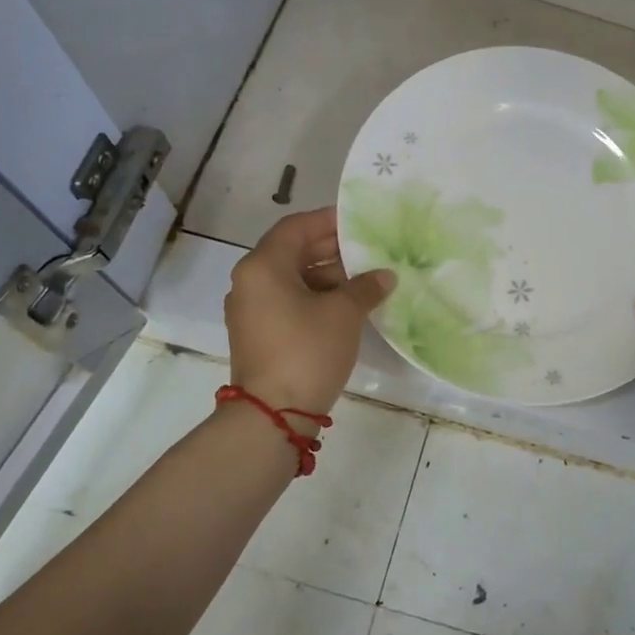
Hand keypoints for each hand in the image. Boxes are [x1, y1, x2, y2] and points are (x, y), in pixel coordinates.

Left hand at [225, 208, 392, 414]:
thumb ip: (365, 286)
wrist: (273, 414)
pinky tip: (347, 305)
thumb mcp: (344, 313)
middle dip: (331, 249)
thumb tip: (384, 276)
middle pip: (292, 252)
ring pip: (292, 279)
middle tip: (367, 249)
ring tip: (365, 279)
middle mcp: (250, 282)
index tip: (358, 221)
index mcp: (263, 266)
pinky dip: (315, 297)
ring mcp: (251, 310)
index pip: (296, 227)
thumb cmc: (307, 350)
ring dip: (326, 275)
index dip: (328, 220)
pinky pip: (288, 302)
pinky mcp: (258, 334)